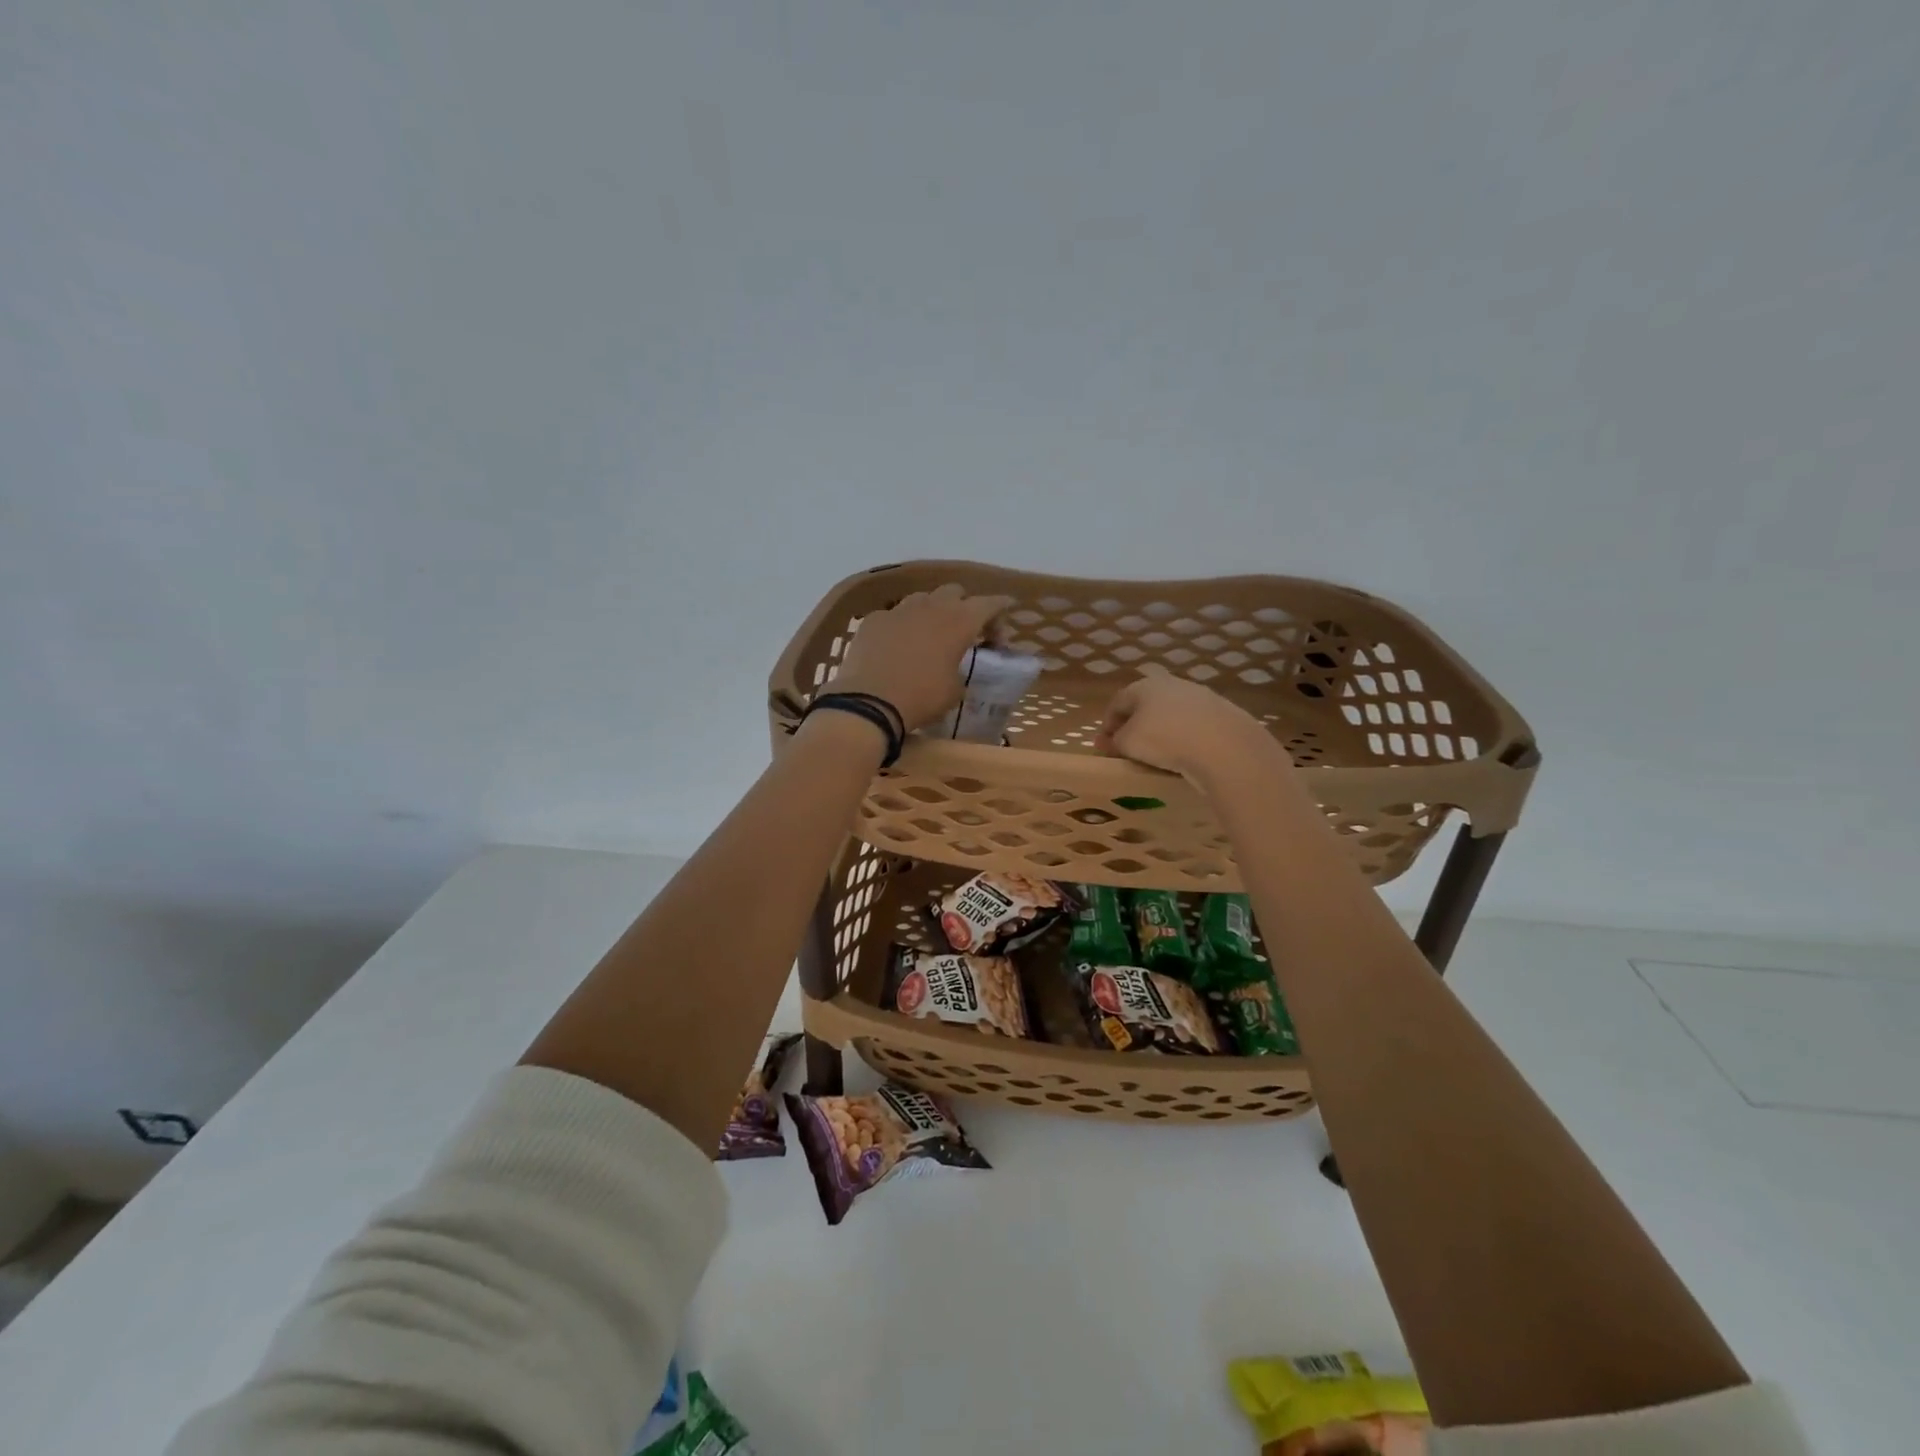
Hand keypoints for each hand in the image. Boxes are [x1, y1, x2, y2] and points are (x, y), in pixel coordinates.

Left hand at [832, 583, 1015, 732]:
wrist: (869, 702)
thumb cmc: (922, 697)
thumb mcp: (955, 690)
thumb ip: (962, 670)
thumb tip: (955, 669)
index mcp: (959, 621)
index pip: (989, 603)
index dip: (1000, 610)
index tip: (1004, 621)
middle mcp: (931, 606)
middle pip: (955, 592)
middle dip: (964, 607)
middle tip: (965, 631)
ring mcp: (899, 609)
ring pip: (923, 598)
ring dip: (932, 611)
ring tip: (930, 635)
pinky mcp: (873, 619)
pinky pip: (894, 615)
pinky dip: (902, 626)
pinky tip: (897, 646)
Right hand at [1095, 671, 1281, 784]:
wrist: (1225, 746)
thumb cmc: (1164, 739)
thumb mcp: (1128, 743)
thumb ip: (1114, 742)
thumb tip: (1104, 742)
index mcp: (1144, 685)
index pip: (1117, 702)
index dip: (1107, 725)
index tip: (1104, 747)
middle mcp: (1172, 684)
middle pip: (1145, 705)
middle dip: (1135, 726)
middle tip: (1129, 750)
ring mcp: (1201, 697)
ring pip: (1172, 714)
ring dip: (1161, 731)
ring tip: (1158, 755)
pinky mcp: (1223, 713)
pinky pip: (1195, 726)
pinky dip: (1185, 738)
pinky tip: (1186, 755)